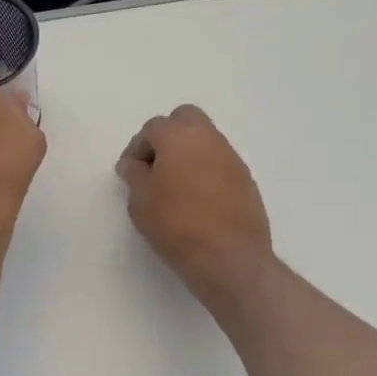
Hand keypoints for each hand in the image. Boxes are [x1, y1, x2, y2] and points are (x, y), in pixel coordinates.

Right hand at [117, 105, 272, 301]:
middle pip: (185, 119)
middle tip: (155, 167)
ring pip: (205, 139)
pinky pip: (219, 162)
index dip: (137, 148)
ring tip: (175, 186)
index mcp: (179, 137)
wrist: (229, 257)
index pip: (153, 127)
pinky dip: (205, 170)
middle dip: (167, 136)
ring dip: (188, 153)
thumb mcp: (140, 202)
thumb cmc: (176, 226)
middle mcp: (209, 138)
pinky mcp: (246, 178)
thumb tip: (134, 163)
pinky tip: (197, 199)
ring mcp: (232, 157)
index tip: (130, 173)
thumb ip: (134, 175)